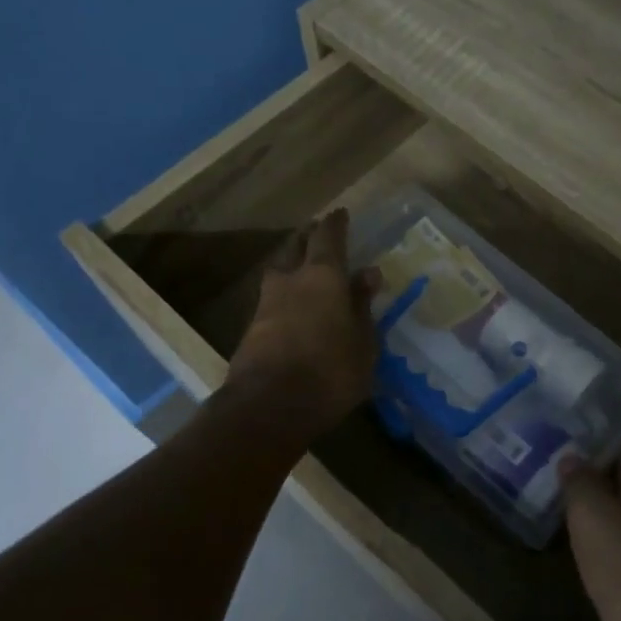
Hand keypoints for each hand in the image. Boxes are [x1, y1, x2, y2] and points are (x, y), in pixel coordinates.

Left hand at [226, 210, 378, 438]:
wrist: (268, 407)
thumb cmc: (330, 371)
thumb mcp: (363, 341)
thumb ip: (363, 305)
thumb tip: (369, 273)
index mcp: (323, 276)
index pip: (329, 237)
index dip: (336, 224)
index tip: (341, 213)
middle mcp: (291, 280)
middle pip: (297, 247)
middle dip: (309, 237)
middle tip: (318, 234)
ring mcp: (266, 304)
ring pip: (279, 271)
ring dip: (291, 264)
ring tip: (304, 268)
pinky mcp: (251, 329)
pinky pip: (272, 299)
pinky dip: (285, 294)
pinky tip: (293, 307)